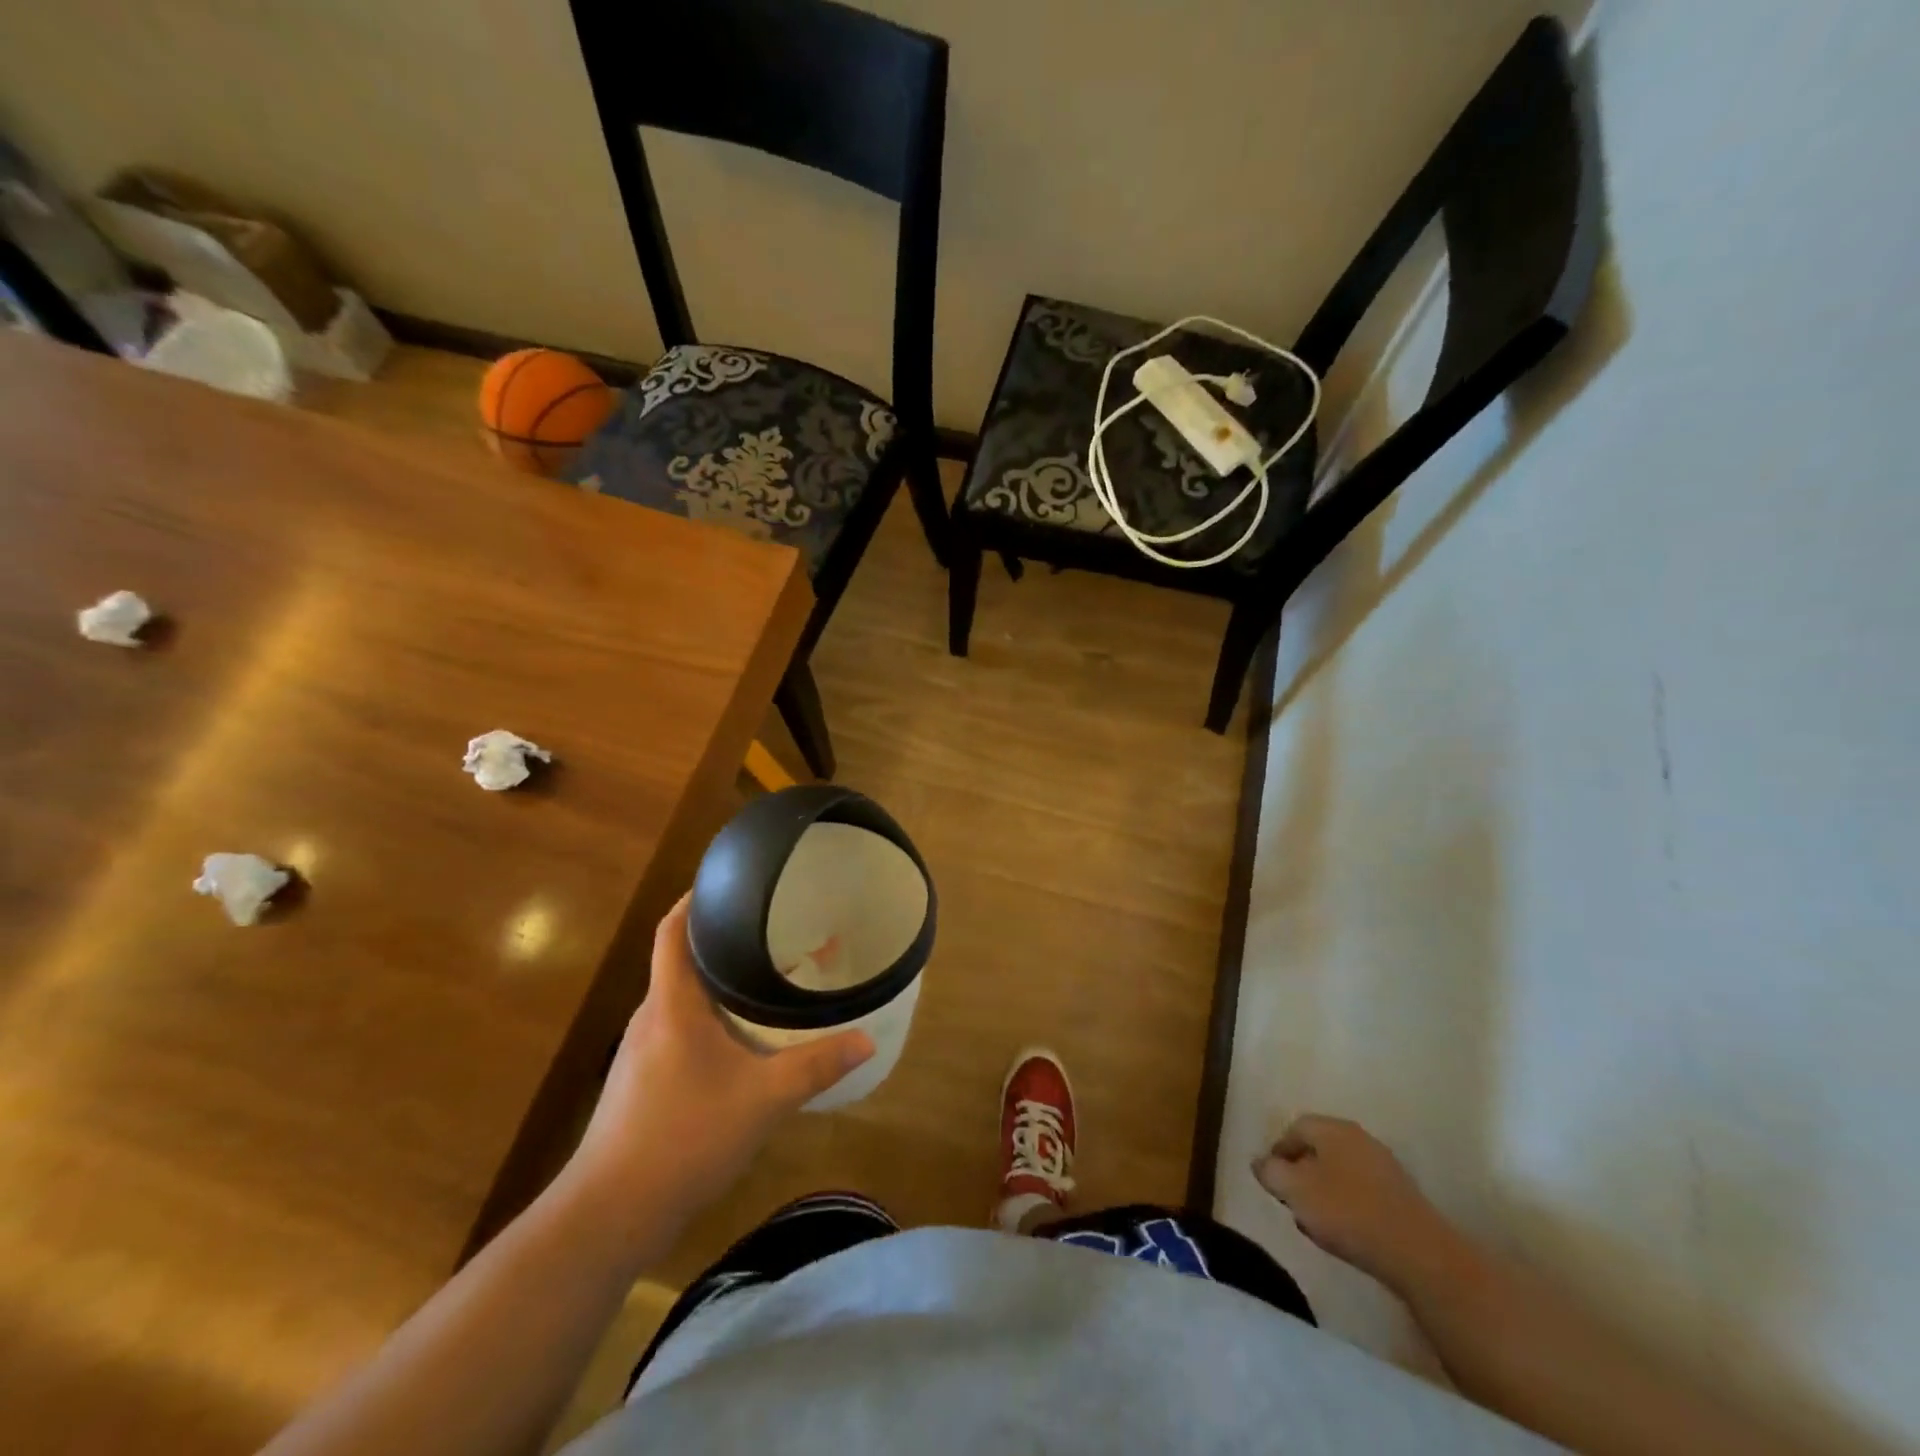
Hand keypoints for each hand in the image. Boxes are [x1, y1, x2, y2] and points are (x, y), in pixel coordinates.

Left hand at [563, 894, 873, 1243]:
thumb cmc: (684, 1137)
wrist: (609, 1214)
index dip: (692, 899)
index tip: (726, 881)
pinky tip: (738, 1040)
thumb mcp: (763, 1099)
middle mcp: (650, 1018)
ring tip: (760, 976)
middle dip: (718, 940)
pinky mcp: (640, 1083)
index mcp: (671, 1004)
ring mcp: (640, 1053)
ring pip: (679, 998)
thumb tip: (867, 1039)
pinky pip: (676, 1029)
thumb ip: (815, 1066)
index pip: (672, 931)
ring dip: (713, 982)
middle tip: (767, 928)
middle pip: (679, 960)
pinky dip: (706, 1017)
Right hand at [1252, 1115, 1463, 1292]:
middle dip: (1301, 1172)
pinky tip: (1347, 1230)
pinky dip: (1348, 1204)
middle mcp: (1359, 1137)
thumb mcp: (1295, 1191)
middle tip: (1292, 1200)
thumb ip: (1270, 1172)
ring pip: (1340, 1170)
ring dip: (1324, 1190)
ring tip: (1317, 1221)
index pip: (1294, 1127)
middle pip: (1319, 1148)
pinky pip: (1363, 1190)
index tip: (1271, 1180)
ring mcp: (1384, 1165)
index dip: (1278, 1151)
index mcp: (1332, 1128)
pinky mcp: (1402, 1195)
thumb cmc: (1347, 1212)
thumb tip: (1260, 1162)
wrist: (1419, 1254)